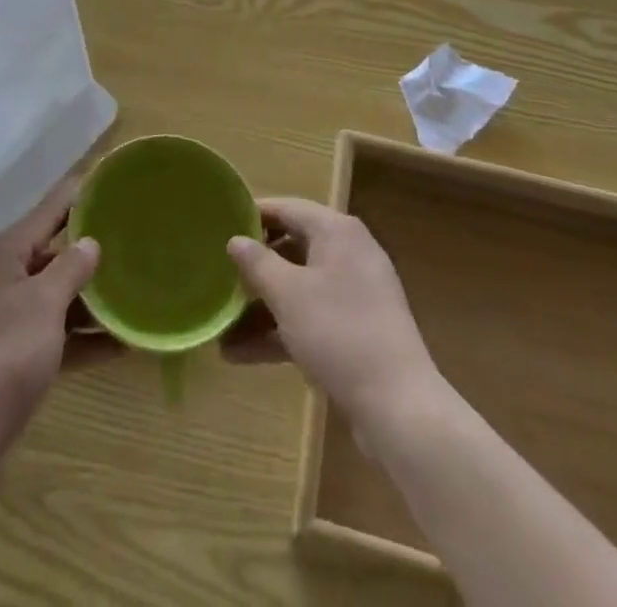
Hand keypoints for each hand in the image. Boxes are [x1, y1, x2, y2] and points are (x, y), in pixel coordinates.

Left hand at [0, 176, 119, 455]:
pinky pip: (54, 334)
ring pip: (56, 297)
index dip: (78, 197)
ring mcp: (5, 319)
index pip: (47, 213)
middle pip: (52, 255)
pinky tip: (121, 345)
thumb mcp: (45, 304)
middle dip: (90, 254)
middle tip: (132, 242)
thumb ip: (72, 268)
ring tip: (135, 294)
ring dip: (91, 301)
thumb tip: (91, 243)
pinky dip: (81, 338)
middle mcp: (0, 279)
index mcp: (1, 255)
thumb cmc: (5, 354)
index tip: (110, 183)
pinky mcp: (12, 355)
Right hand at [223, 198, 440, 425]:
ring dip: (261, 308)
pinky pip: (310, 318)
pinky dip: (280, 331)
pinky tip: (241, 354)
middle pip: (292, 249)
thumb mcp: (288, 294)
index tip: (219, 223)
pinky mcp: (356, 331)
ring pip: (299, 289)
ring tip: (220, 327)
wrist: (398, 407)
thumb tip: (235, 240)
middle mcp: (349, 254)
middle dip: (254, 268)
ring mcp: (355, 294)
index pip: (288, 208)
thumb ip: (257, 263)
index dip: (253, 214)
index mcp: (337, 232)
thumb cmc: (339, 332)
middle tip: (218, 274)